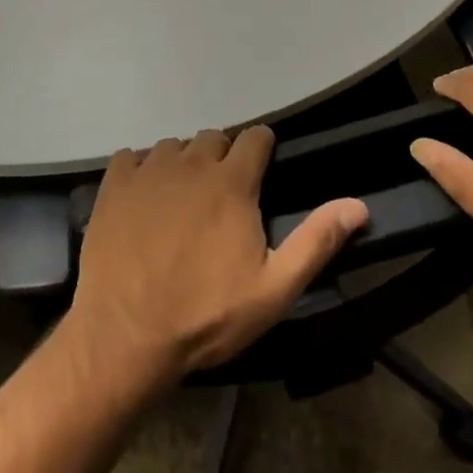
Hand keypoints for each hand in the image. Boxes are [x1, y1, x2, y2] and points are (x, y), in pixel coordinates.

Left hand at [71, 126, 369, 377]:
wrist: (126, 335)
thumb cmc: (206, 315)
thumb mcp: (273, 289)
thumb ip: (316, 241)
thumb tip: (358, 205)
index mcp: (232, 181)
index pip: (255, 137)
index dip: (262, 150)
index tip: (260, 172)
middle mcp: (192, 161)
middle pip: (214, 139)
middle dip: (223, 159)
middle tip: (221, 199)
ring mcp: (149, 169)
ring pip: (174, 147)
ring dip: (183, 165)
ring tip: (182, 202)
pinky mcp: (115, 182)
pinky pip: (133, 157)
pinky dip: (142, 170)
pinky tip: (144, 201)